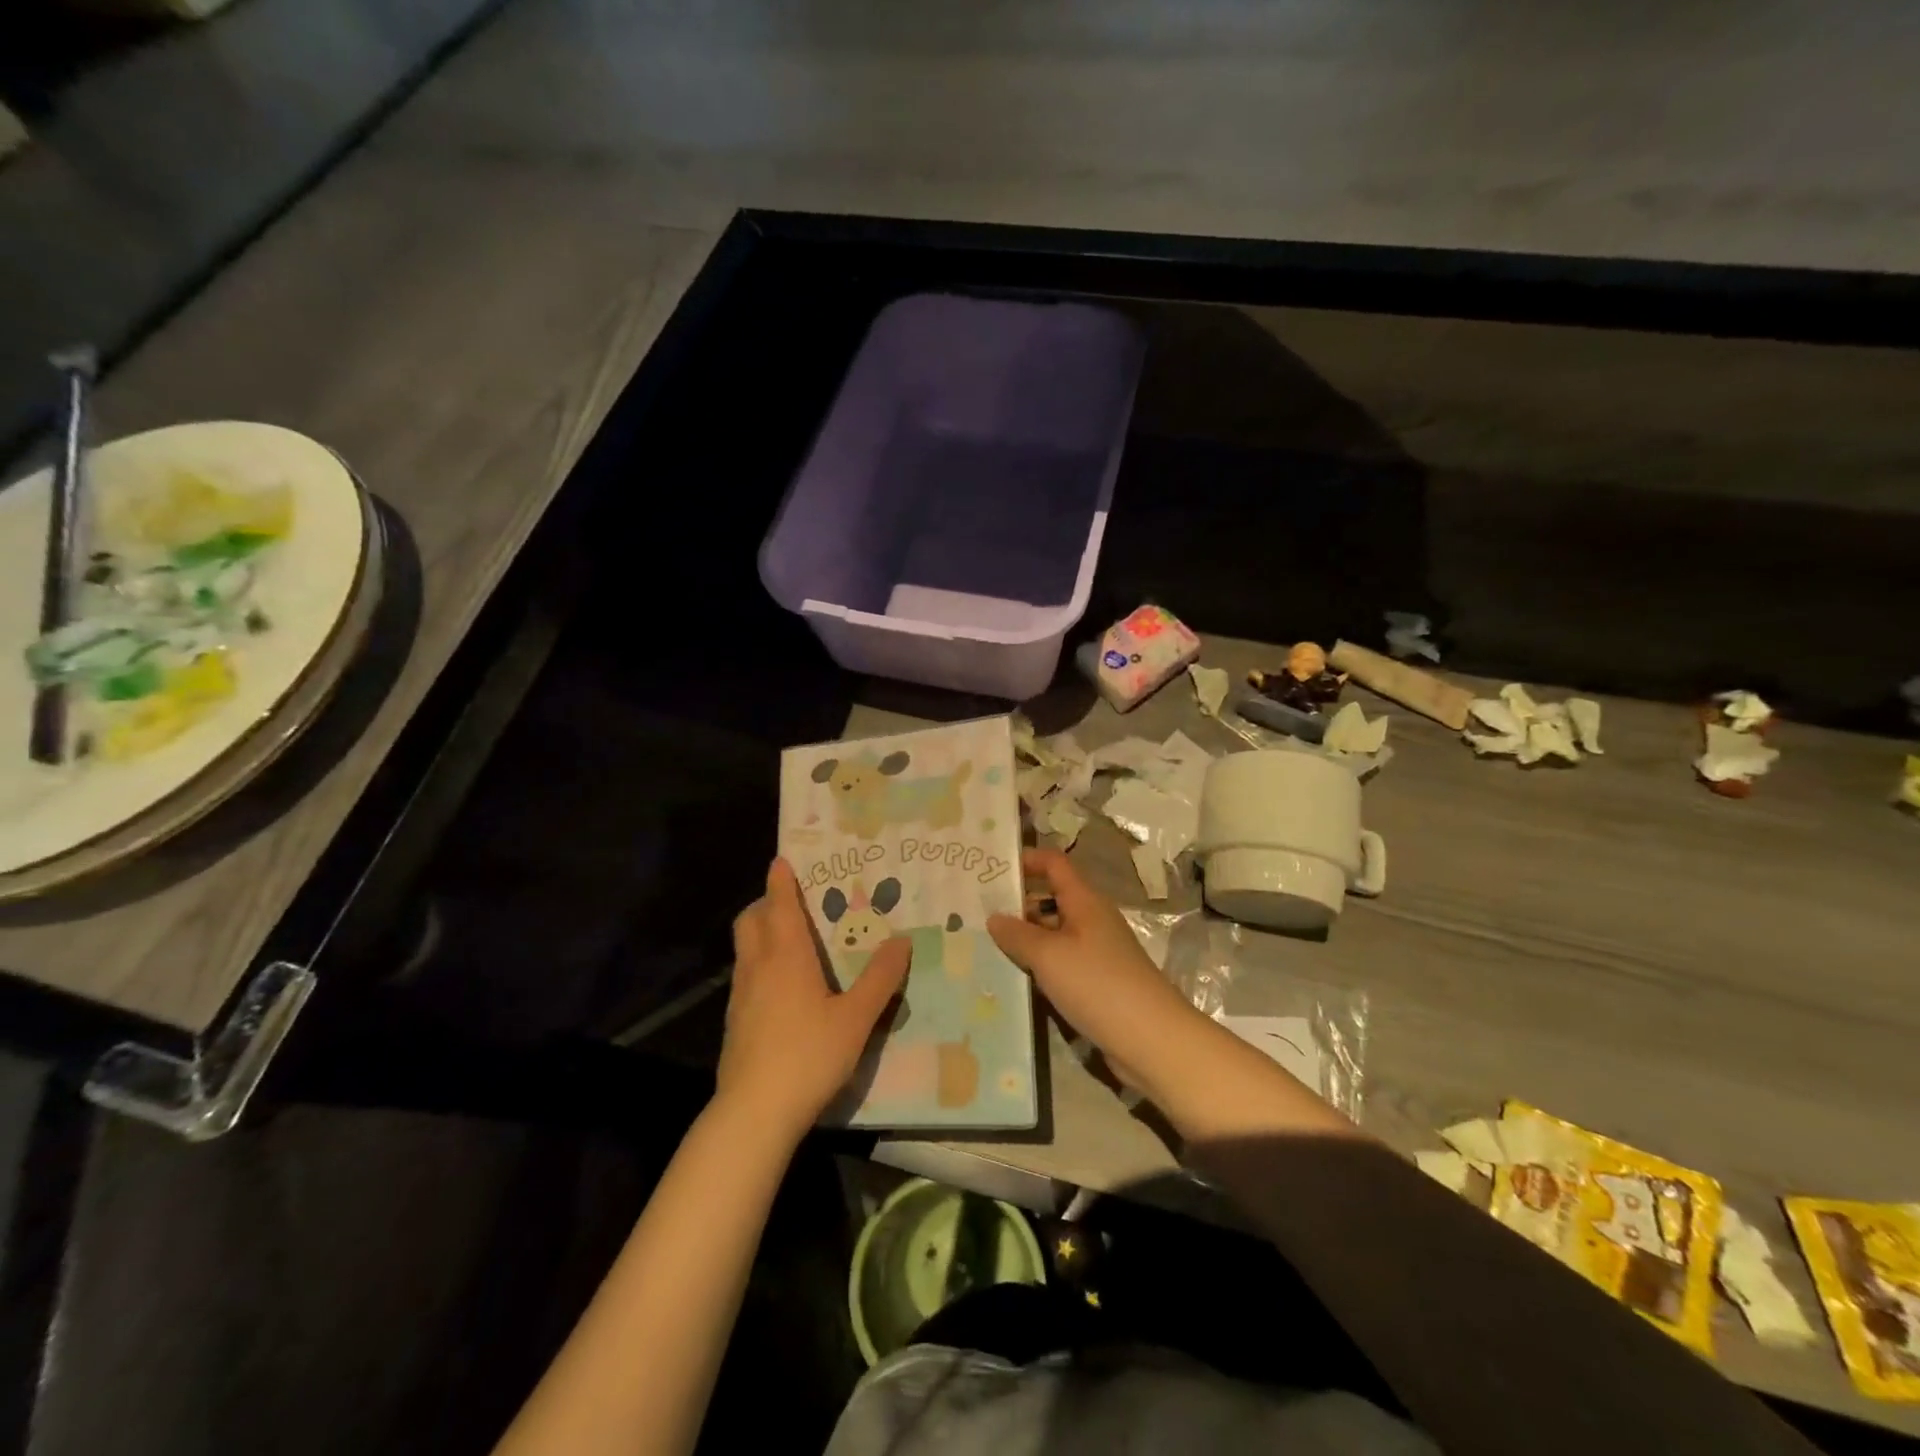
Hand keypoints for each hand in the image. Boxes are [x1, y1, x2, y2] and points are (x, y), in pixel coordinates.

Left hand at [716, 858, 911, 1140]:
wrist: (754, 1113)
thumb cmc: (808, 1055)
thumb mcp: (856, 1018)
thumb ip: (880, 978)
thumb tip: (902, 940)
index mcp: (786, 957)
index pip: (780, 906)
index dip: (780, 881)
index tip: (781, 860)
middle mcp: (758, 967)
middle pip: (751, 921)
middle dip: (765, 904)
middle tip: (791, 902)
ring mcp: (741, 996)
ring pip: (745, 949)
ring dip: (761, 933)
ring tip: (790, 941)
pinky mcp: (735, 1023)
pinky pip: (745, 976)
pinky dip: (759, 964)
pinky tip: (781, 989)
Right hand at [989, 848, 1355, 1143]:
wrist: (1151, 1040)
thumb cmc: (1098, 985)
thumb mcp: (1049, 956)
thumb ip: (1018, 934)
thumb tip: (994, 917)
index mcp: (1085, 901)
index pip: (1054, 864)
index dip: (1026, 860)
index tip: (992, 869)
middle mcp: (1092, 920)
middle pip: (1051, 898)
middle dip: (1017, 902)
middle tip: (976, 912)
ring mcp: (1096, 952)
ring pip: (1054, 934)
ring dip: (1025, 938)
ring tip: (985, 945)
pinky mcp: (1098, 983)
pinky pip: (1061, 963)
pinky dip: (1039, 965)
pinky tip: (1014, 978)